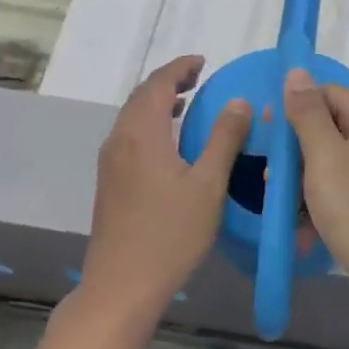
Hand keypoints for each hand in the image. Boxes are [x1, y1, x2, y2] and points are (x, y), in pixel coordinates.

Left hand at [82, 56, 250, 323]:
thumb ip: (224, 139)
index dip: (180, 67)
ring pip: (132, 117)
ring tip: (187, 104)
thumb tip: (239, 101)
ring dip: (157, 102)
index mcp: (142, 133)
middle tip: (199, 79)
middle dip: (169, 81)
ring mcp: (110, 162)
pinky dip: (149, 124)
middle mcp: (120, 140)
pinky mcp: (109, 182)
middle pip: (140, 96)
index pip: (157, 83)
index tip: (204, 62)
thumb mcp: (208, 185)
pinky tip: (169, 144)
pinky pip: (129, 136)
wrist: (121, 285)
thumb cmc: (170, 234)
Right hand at [282, 69, 348, 325]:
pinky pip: (347, 193)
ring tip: (286, 213)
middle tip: (271, 183)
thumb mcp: (326, 160)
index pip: (327, 94)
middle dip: (296, 154)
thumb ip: (308, 114)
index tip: (267, 140)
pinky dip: (324, 207)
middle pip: (329, 129)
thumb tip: (297, 71)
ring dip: (305, 185)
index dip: (294, 110)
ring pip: (334, 165)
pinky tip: (306, 233)